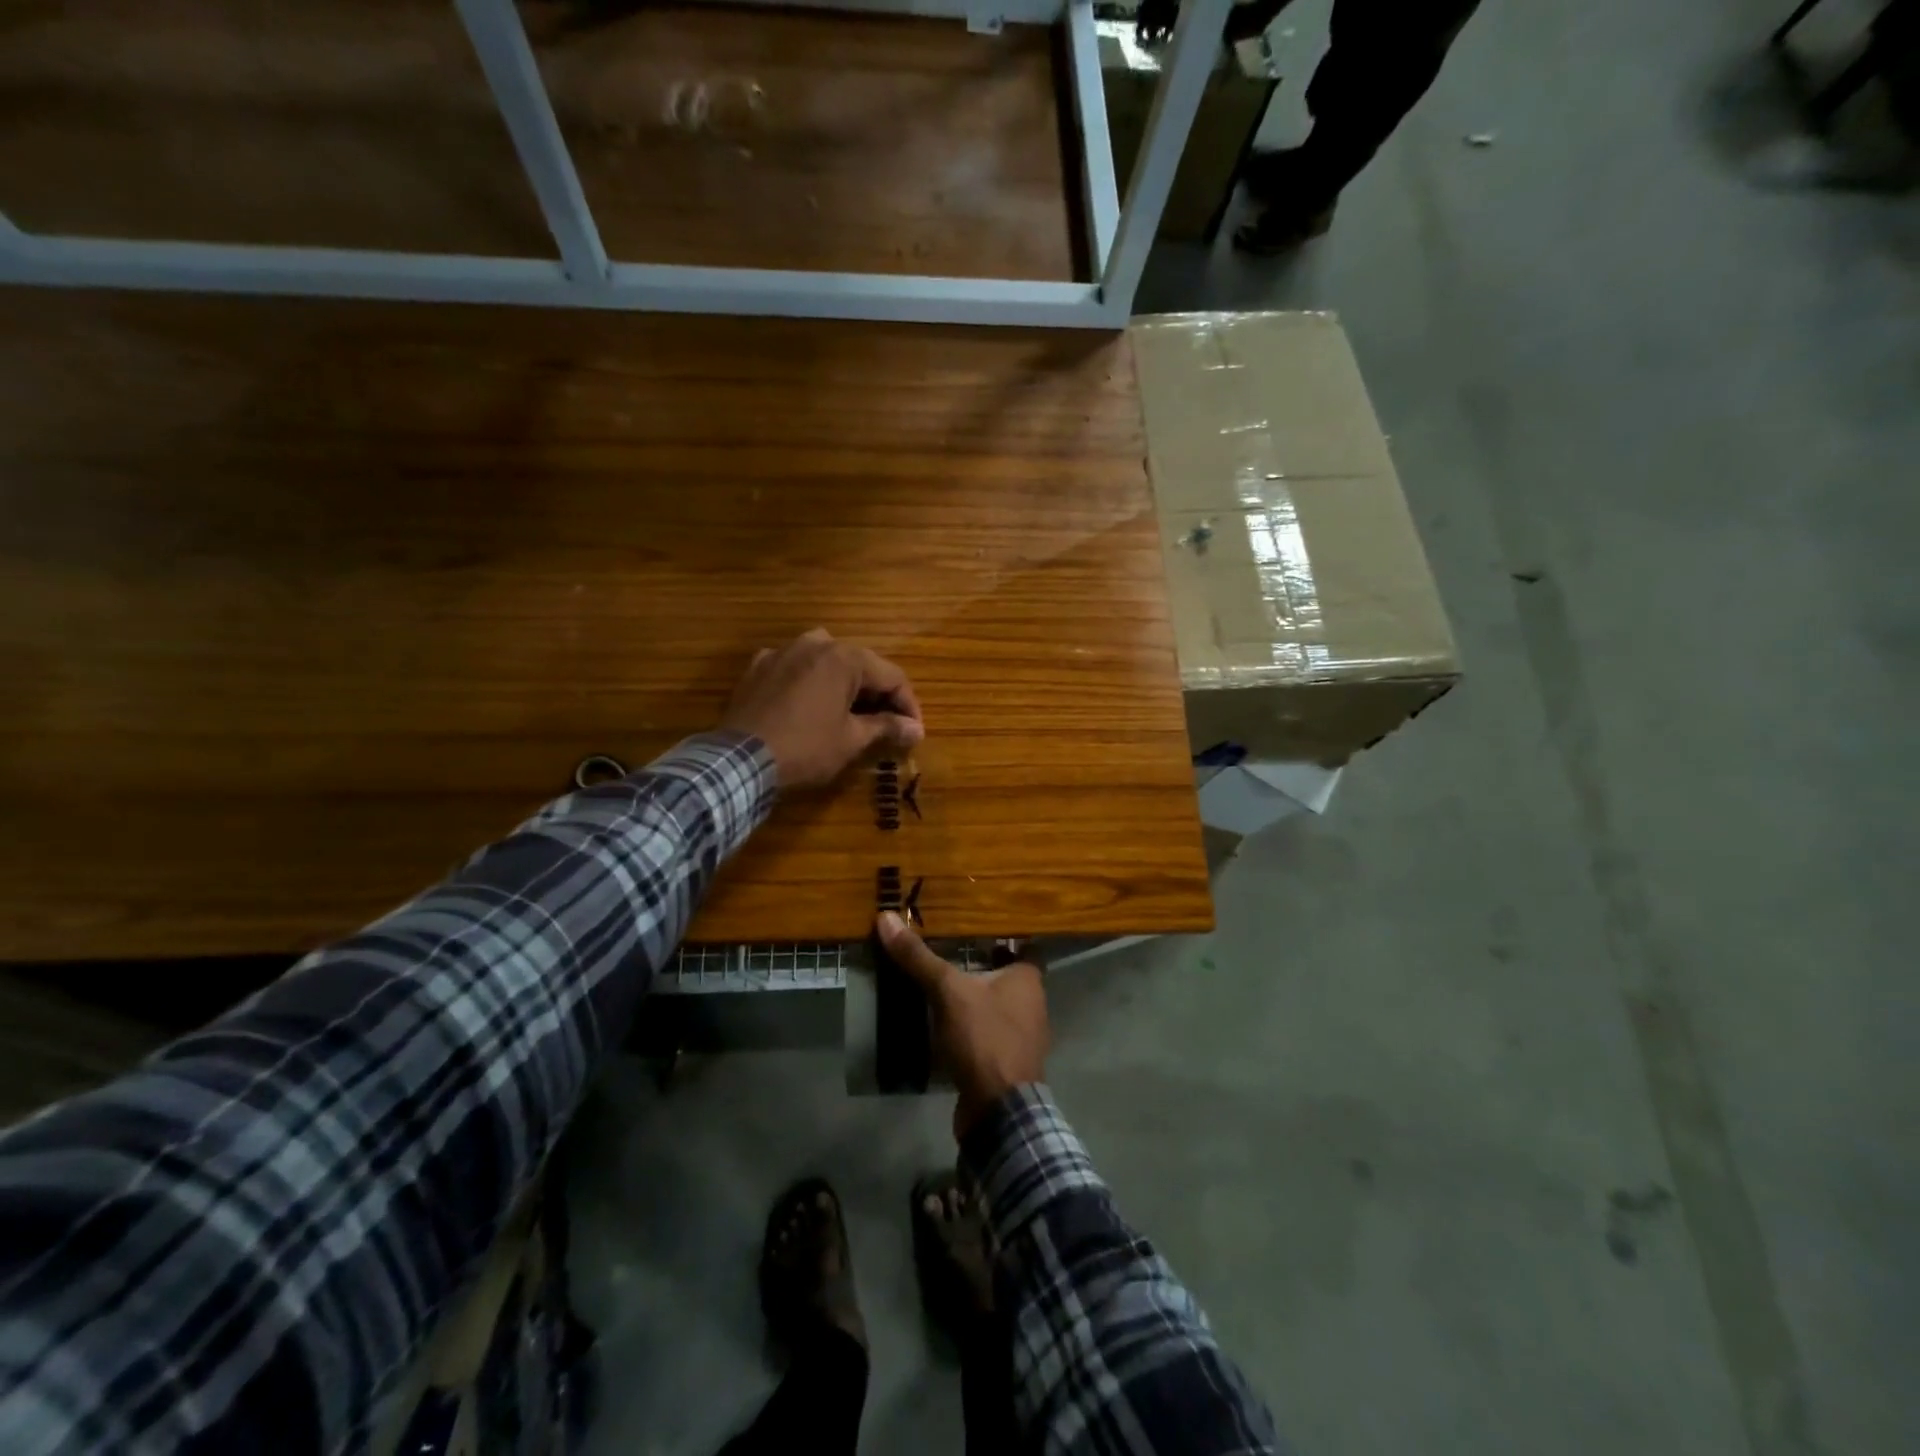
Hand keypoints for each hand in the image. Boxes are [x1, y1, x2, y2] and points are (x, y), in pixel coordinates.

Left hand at [721, 629, 923, 789]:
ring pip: (826, 660)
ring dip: (844, 682)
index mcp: (845, 657)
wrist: (740, 761)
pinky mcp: (758, 666)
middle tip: (888, 724)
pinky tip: (809, 704)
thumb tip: (916, 729)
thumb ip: (887, 727)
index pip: (892, 676)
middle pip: (861, 664)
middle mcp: (816, 643)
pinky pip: (795, 667)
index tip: (913, 731)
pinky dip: (809, 682)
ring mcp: (783, 651)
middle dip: (878, 694)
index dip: (908, 705)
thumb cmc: (806, 748)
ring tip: (850, 710)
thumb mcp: (852, 740)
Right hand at [877, 910, 1049, 1140]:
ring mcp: (1021, 1035)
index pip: (1022, 945)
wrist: (998, 1111)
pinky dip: (970, 1024)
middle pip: (1005, 974)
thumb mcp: (948, 991)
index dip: (1000, 934)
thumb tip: (887, 917)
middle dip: (980, 962)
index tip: (972, 923)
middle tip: (945, 946)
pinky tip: (943, 1021)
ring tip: (939, 980)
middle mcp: (1032, 1003)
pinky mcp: (1006, 1061)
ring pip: (995, 1004)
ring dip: (973, 996)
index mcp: (1028, 980)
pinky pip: (987, 1031)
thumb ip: (919, 957)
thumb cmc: (984, 1038)